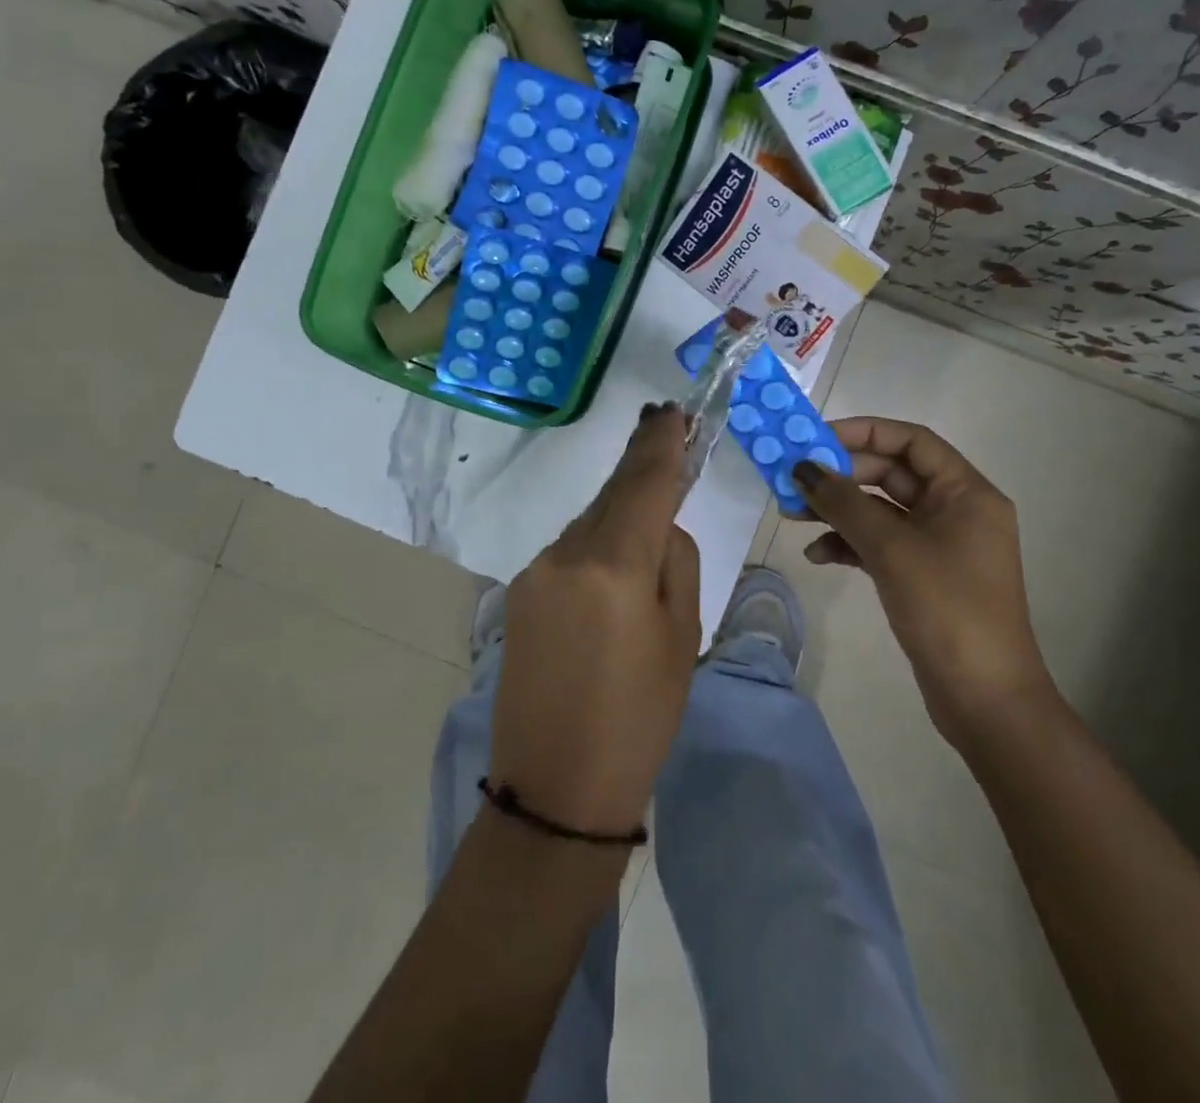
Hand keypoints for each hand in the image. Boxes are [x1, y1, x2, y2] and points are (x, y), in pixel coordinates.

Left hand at [489, 403, 699, 834]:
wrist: (556, 789)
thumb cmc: (639, 717)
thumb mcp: (681, 637)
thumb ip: (674, 562)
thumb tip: (660, 525)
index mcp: (613, 564)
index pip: (644, 483)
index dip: (660, 443)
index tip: (672, 411)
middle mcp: (565, 554)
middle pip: (612, 495)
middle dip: (641, 467)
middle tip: (665, 432)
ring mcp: (534, 572)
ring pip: (590, 523)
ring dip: (619, 514)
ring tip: (647, 526)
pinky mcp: (518, 592)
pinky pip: (569, 551)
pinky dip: (596, 546)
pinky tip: (610, 572)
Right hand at [793, 418, 1050, 734]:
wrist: (985, 699)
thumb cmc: (947, 609)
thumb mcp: (891, 549)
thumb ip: (843, 503)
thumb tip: (801, 468)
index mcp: (966, 493)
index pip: (912, 442)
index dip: (863, 433)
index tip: (815, 439)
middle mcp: (956, 511)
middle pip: (891, 475)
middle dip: (841, 477)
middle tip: (793, 481)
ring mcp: (939, 545)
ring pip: (880, 511)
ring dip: (838, 511)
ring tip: (792, 516)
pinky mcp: (922, 576)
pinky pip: (880, 544)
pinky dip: (848, 544)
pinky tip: (817, 555)